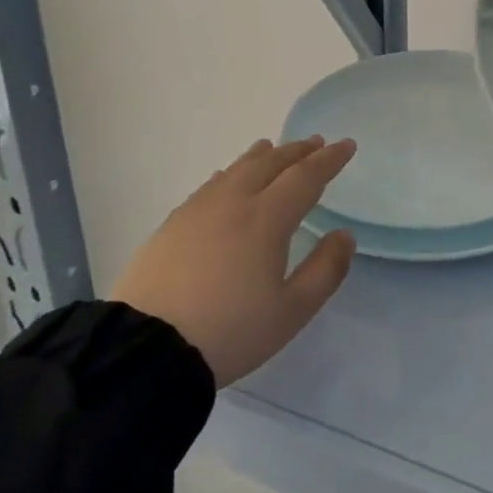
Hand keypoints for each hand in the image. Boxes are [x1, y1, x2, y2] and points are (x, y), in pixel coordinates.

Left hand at [112, 136, 356, 386]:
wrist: (145, 349)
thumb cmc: (230, 331)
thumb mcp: (292, 311)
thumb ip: (325, 269)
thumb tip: (343, 235)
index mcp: (267, 219)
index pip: (305, 176)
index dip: (329, 159)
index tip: (347, 145)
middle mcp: (234, 202)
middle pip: (270, 164)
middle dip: (297, 151)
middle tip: (315, 142)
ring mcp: (198, 211)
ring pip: (236, 169)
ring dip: (262, 156)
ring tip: (273, 148)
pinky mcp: (172, 225)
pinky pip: (211, 185)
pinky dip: (231, 173)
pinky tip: (228, 178)